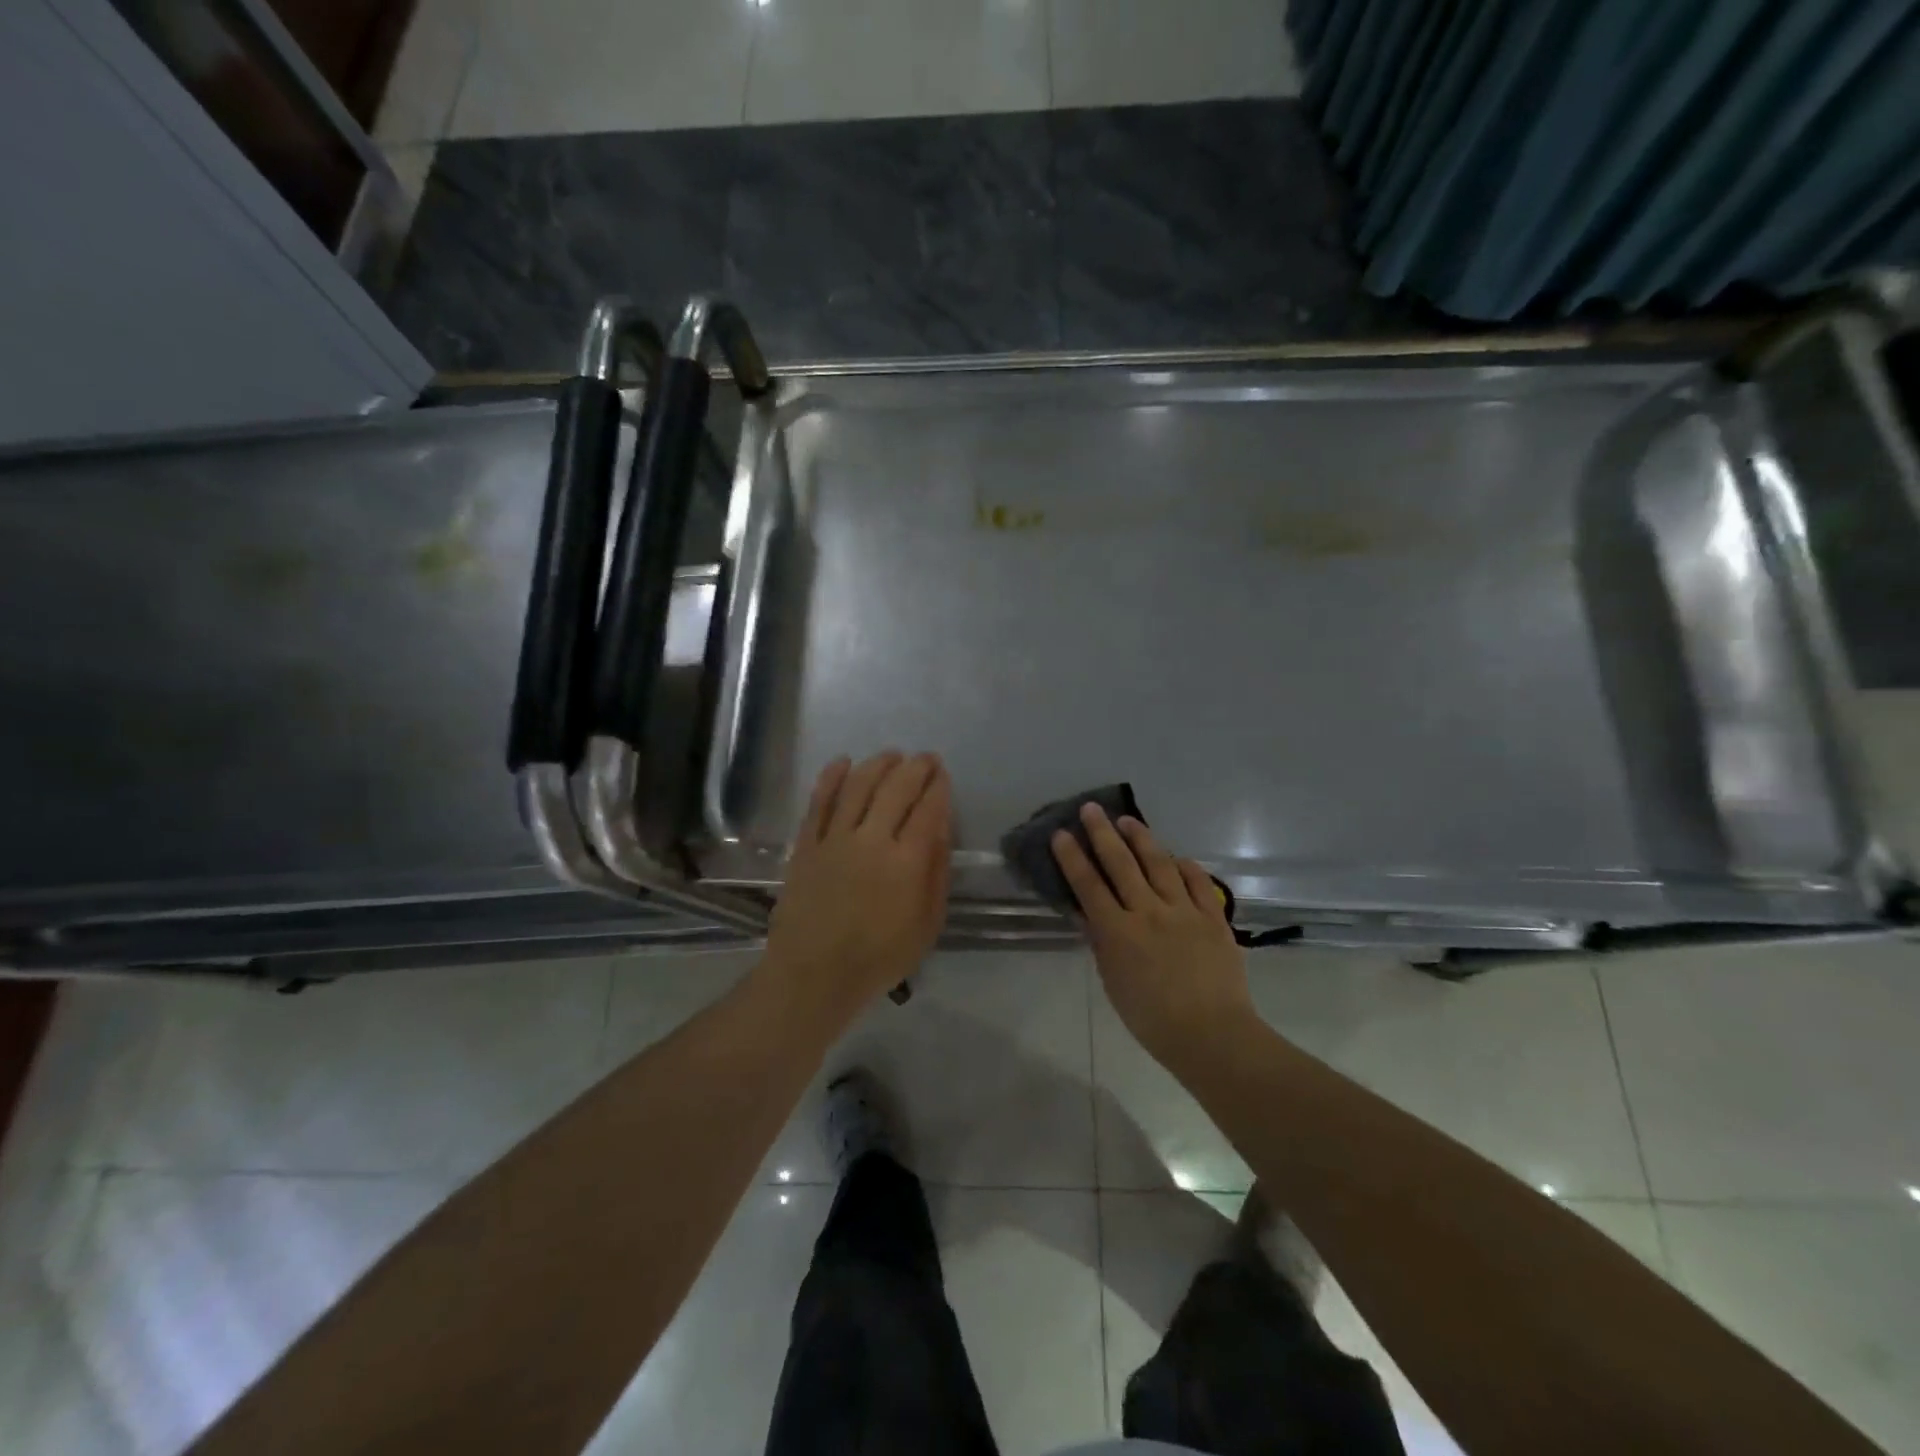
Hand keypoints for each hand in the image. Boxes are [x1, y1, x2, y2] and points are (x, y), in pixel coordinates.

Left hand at [763, 751, 951, 1025]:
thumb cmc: (879, 957)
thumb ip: (936, 872)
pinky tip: (842, 763)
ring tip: (891, 756)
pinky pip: (819, 802)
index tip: (942, 774)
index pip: (928, 809)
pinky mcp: (806, 844)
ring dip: (878, 764)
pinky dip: (831, 778)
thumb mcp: (927, 924)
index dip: (938, 786)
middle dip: (915, 767)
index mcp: (906, 861)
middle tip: (924, 758)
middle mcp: (872, 839)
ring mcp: (835, 838)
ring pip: (858, 786)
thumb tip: (940, 829)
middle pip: (896, 788)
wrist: (814, 974)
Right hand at [1052, 806, 1255, 1075]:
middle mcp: (1148, 912)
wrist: (1212, 1034)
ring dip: (1142, 839)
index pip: (1088, 886)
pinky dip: (1185, 866)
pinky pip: (1197, 882)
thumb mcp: (1113, 983)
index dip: (1073, 857)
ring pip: (1159, 864)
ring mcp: (1183, 911)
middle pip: (1121, 864)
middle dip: (1103, 833)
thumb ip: (1102, 944)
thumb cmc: (1152, 1019)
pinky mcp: (1212, 916)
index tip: (1062, 834)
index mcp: (1118, 932)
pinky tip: (1176, 856)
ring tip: (1128, 821)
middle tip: (1092, 809)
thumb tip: (1088, 914)